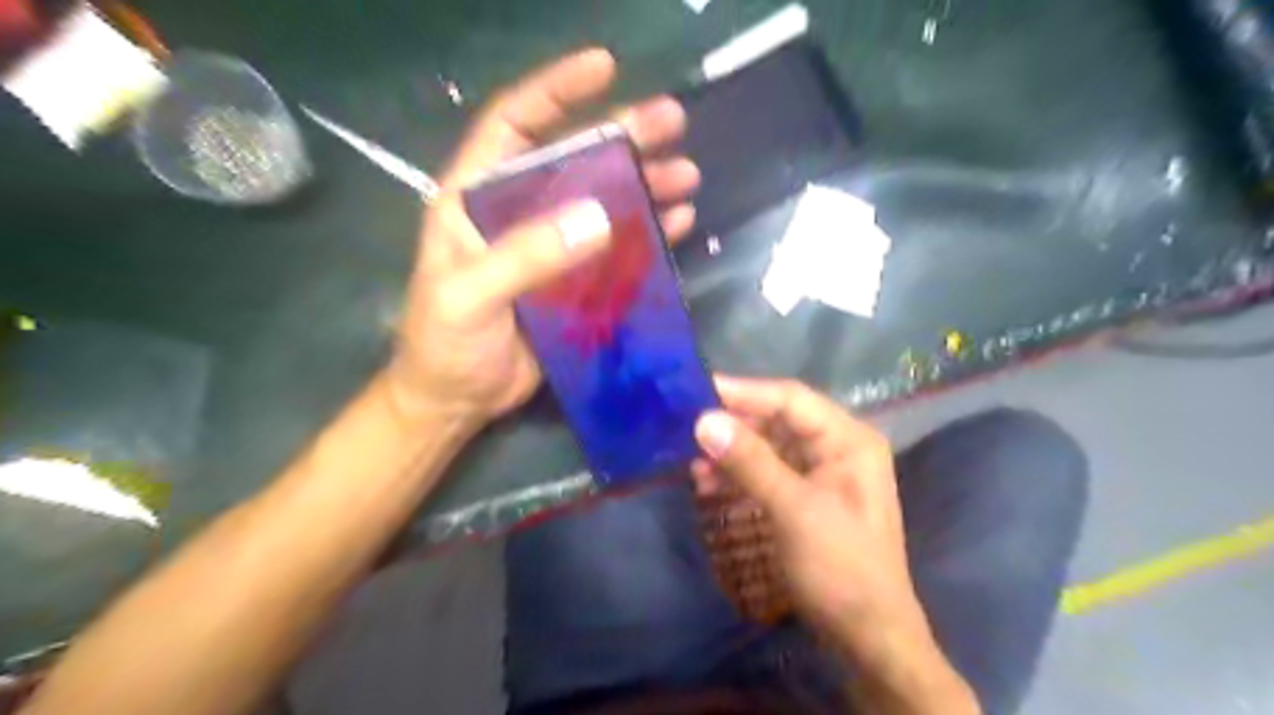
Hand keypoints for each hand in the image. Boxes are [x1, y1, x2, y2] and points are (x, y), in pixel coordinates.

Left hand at [395, 50, 700, 430]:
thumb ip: (525, 257)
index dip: (555, 91)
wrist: (456, 400)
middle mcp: (515, 212)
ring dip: (645, 186)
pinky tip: (678, 223)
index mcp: (475, 199)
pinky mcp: (574, 281)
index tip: (604, 68)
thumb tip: (599, 218)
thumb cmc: (443, 344)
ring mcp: (549, 247)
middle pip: (574, 160)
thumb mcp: (469, 296)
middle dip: (622, 137)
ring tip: (686, 176)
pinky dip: (647, 233)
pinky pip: (616, 248)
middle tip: (672, 122)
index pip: (513, 125)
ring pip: (603, 202)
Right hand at [695, 377, 926, 656]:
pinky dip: (738, 475)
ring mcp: (820, 473)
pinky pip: (766, 473)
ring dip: (731, 453)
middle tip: (686, 426)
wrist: (867, 637)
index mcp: (848, 439)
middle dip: (733, 425)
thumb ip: (750, 462)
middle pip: (777, 421)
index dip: (743, 392)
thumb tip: (703, 420)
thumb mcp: (794, 510)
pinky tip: (708, 483)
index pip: (790, 399)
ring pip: (767, 447)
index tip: (696, 389)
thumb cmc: (840, 567)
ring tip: (693, 463)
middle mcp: (836, 447)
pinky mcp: (804, 497)